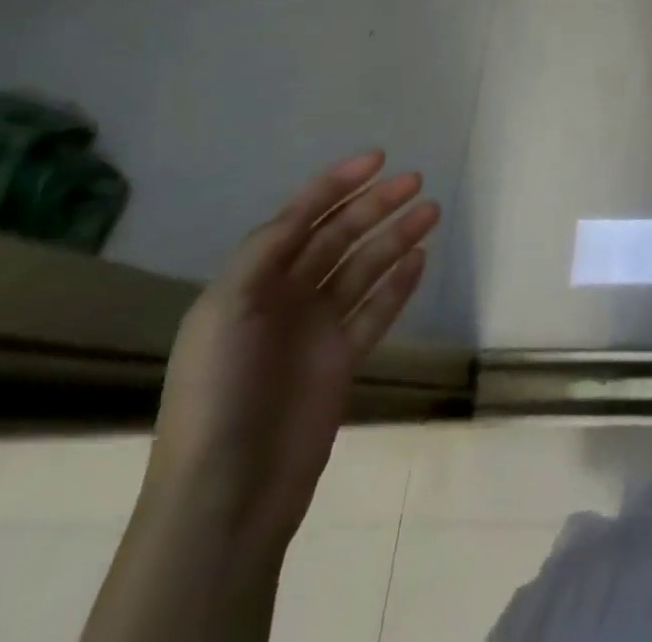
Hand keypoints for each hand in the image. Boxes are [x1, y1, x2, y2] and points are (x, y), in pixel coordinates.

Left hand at [142, 151, 439, 555]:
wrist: (229, 491)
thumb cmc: (220, 390)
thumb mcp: (227, 309)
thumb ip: (266, 251)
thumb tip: (305, 209)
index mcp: (251, 284)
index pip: (299, 219)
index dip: (336, 185)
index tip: (378, 159)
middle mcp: (284, 299)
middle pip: (338, 238)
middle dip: (375, 206)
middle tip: (416, 182)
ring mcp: (316, 330)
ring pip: (364, 268)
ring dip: (395, 237)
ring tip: (431, 212)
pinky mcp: (342, 360)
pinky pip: (376, 310)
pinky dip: (398, 284)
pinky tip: (420, 259)